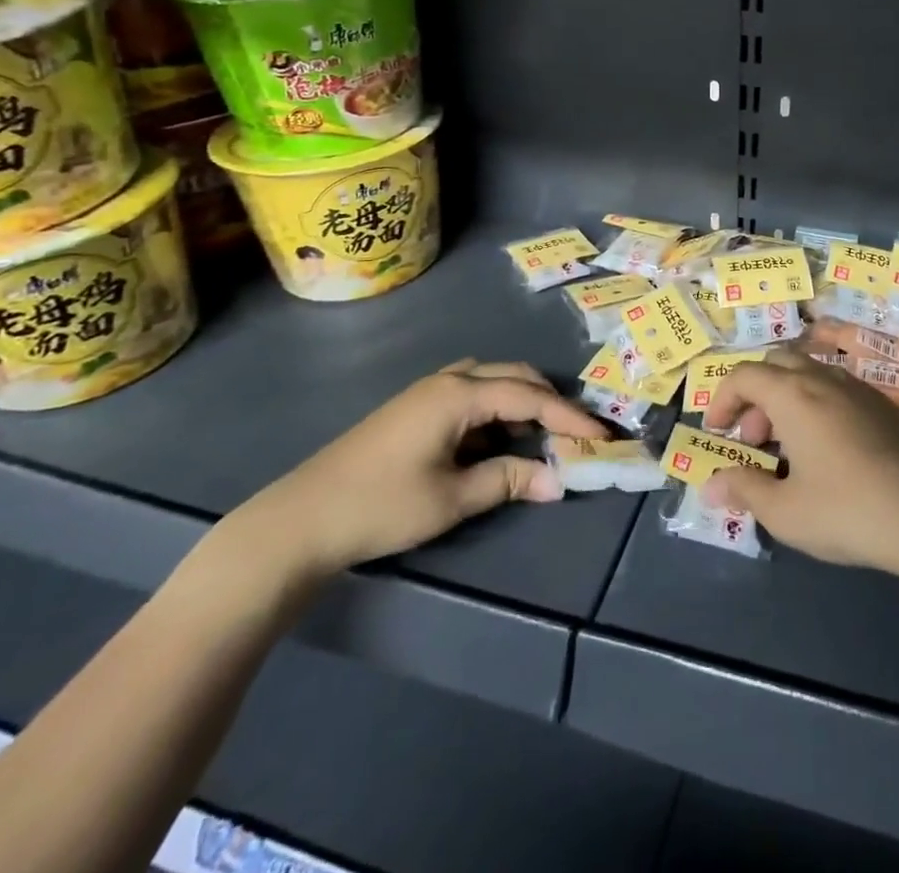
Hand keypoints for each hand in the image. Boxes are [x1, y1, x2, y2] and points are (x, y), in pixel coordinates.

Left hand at [227, 360, 602, 581]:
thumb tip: (559, 480)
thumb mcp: (451, 498)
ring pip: (490, 382)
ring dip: (521, 403)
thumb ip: (509, 481)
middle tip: (575, 433)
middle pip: (513, 376)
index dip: (569, 416)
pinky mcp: (413, 410)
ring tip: (542, 435)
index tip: (601, 436)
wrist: (298, 521)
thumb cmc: (380, 506)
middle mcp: (446, 381)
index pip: (529, 396)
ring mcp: (426, 392)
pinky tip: (498, 441)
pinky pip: (469, 397)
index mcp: (458, 394)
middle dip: (548, 401)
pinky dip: (495, 412)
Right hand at [701, 349, 898, 581]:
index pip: (744, 375)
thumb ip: (744, 489)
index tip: (716, 433)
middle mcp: (823, 379)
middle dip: (755, 395)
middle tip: (754, 440)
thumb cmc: (846, 510)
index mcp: (793, 394)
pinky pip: (836, 389)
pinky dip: (815, 406)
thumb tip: (710, 485)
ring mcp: (858, 389)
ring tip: (788, 449)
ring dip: (786, 399)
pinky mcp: (883, 406)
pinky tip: (826, 451)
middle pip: (777, 363)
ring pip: (809, 373)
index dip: (722, 399)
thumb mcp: (784, 511)